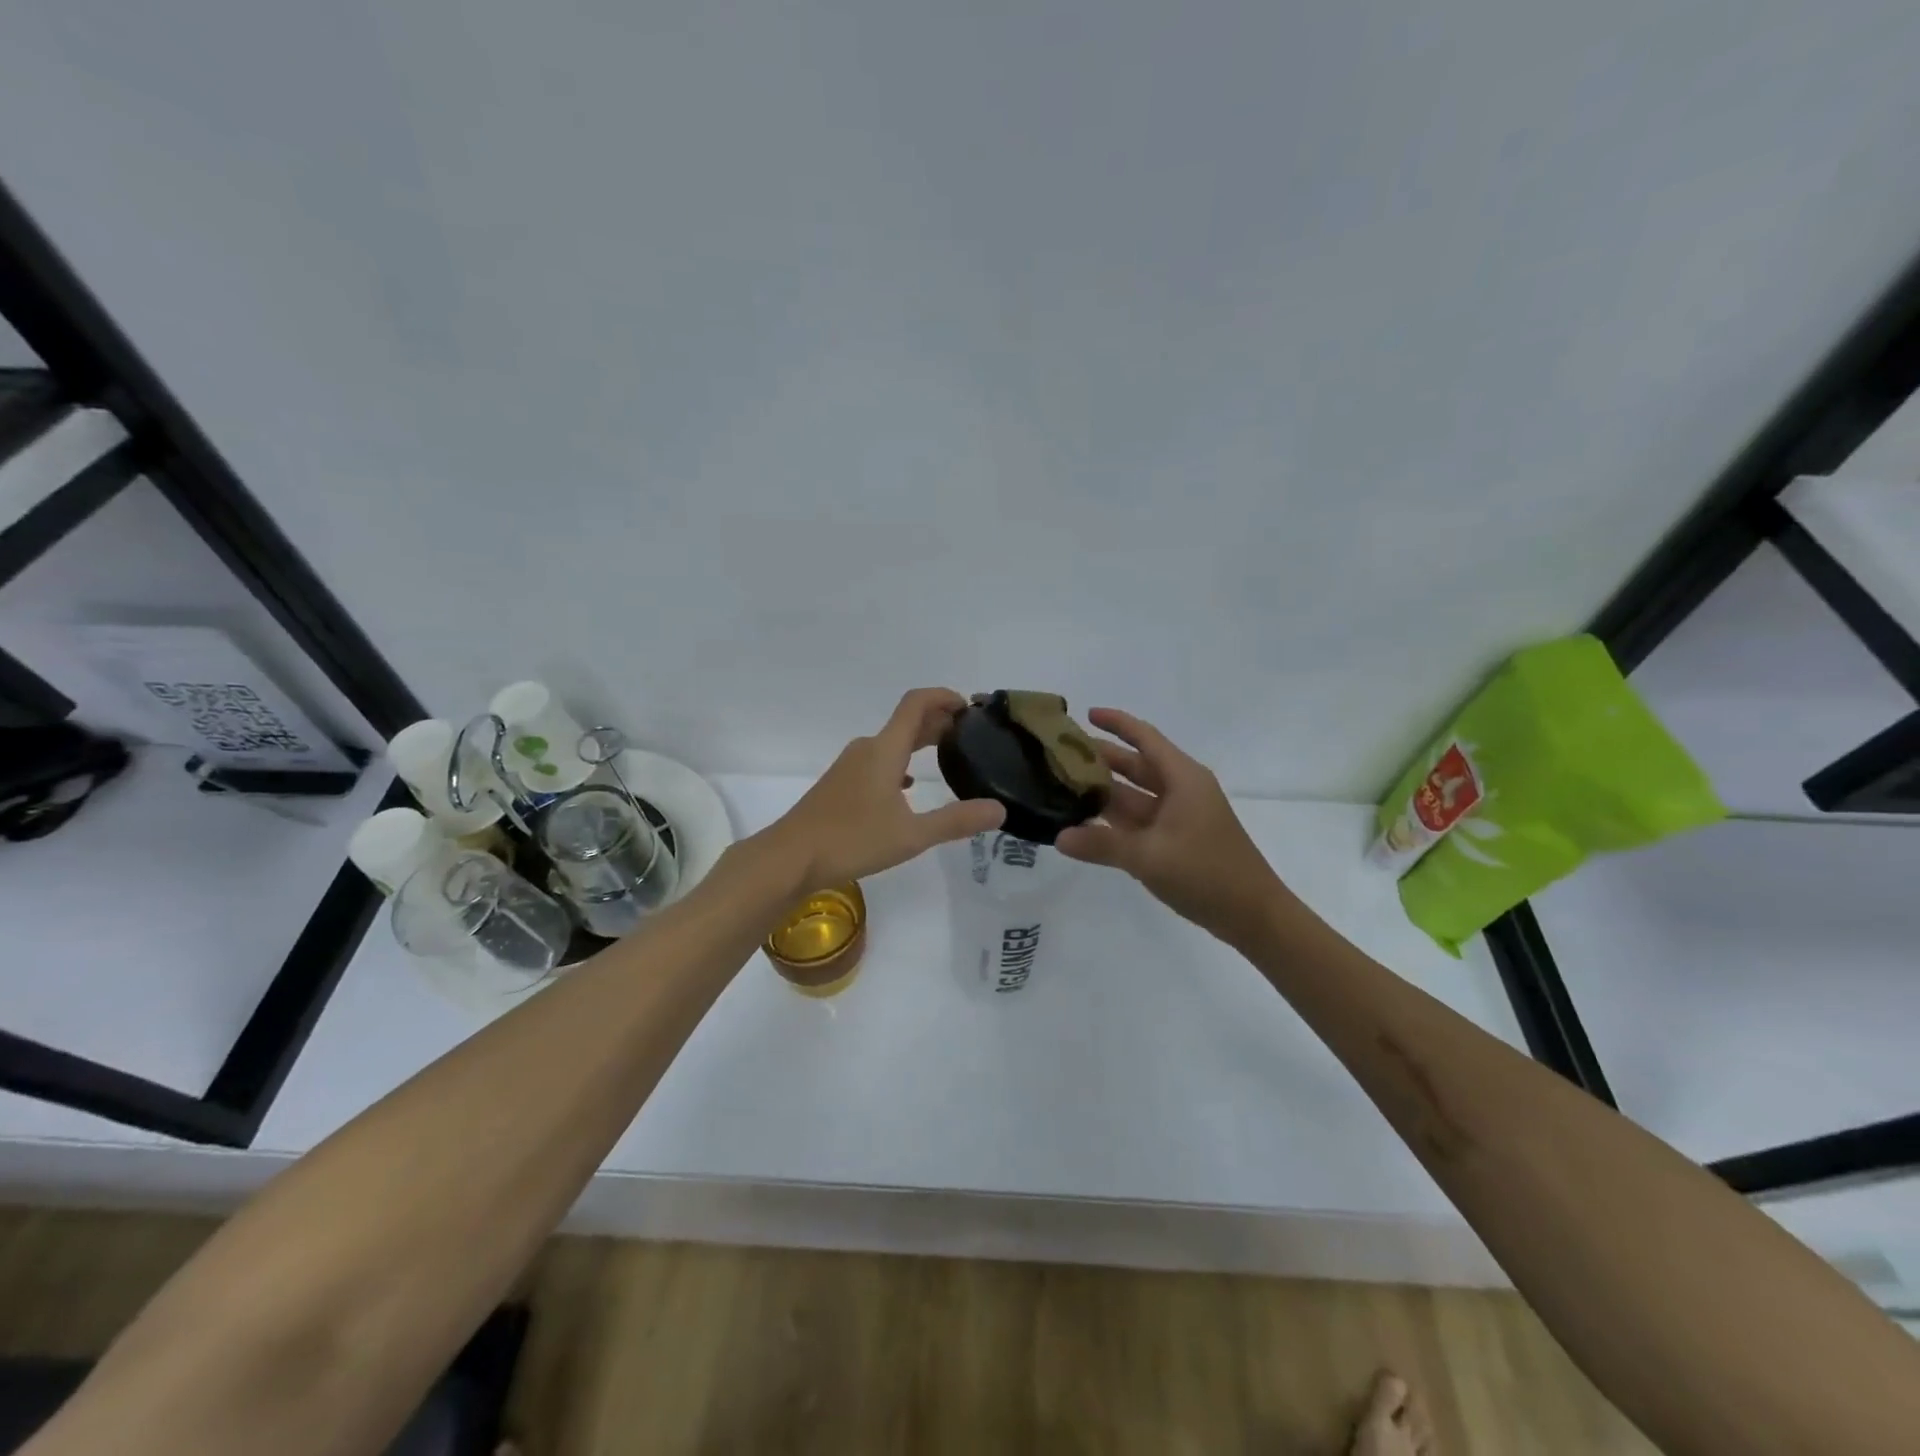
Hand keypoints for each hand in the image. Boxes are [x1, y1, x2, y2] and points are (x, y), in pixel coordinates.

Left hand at [764, 688, 1005, 890]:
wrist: (790, 857)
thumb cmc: (851, 840)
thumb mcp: (911, 834)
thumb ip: (956, 821)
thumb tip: (1000, 810)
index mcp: (884, 750)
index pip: (916, 704)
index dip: (944, 697)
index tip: (970, 707)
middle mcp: (867, 749)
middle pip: (906, 722)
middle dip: (939, 722)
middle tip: (970, 736)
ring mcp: (850, 766)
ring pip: (891, 743)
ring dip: (919, 743)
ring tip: (946, 756)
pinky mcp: (840, 784)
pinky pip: (878, 761)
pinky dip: (900, 763)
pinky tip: (908, 787)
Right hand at [1056, 708, 1278, 944]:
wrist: (1253, 915)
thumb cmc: (1207, 873)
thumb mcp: (1149, 857)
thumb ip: (1101, 844)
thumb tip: (1059, 836)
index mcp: (1182, 779)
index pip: (1144, 738)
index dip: (1116, 723)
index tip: (1084, 714)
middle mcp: (1181, 790)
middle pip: (1136, 765)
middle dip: (1101, 758)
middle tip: (1059, 755)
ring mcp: (1179, 816)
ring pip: (1135, 794)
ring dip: (1104, 791)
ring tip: (1063, 785)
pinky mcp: (1176, 840)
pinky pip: (1139, 820)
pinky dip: (1115, 819)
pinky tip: (1086, 822)